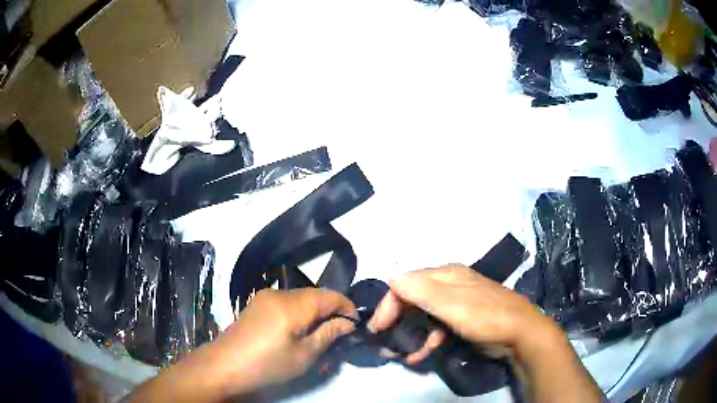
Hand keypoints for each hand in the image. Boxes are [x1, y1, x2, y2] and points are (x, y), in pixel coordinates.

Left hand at [214, 288, 357, 392]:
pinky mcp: (257, 303)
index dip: (347, 306)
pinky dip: (299, 311)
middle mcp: (280, 293)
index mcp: (293, 305)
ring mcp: (265, 296)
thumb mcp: (304, 356)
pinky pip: (286, 301)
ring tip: (320, 333)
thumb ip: (328, 334)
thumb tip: (348, 322)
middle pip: (315, 294)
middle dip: (332, 309)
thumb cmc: (267, 364)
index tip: (355, 324)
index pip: (330, 295)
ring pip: (301, 297)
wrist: (225, 365)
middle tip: (339, 332)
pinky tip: (298, 329)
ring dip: (315, 310)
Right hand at [367, 265, 601, 402]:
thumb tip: (390, 271)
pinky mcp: (462, 320)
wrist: (521, 333)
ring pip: (424, 315)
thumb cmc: (486, 316)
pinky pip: (437, 327)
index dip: (389, 304)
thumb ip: (421, 289)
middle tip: (384, 340)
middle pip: (413, 298)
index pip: (405, 283)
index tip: (378, 327)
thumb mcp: (452, 304)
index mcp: (445, 275)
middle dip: (396, 319)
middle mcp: (449, 285)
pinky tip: (421, 355)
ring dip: (411, 334)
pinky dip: (427, 340)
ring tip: (403, 354)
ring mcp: (456, 303)